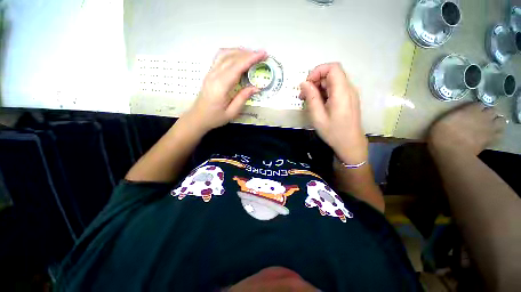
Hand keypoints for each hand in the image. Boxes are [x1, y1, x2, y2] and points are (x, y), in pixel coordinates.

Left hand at [184, 48, 267, 131]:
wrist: (198, 117)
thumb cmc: (215, 117)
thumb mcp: (231, 113)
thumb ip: (243, 99)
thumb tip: (256, 88)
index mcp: (221, 86)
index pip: (237, 67)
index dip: (250, 59)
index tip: (263, 54)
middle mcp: (214, 75)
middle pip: (232, 58)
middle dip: (248, 54)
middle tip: (261, 55)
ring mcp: (210, 72)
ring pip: (225, 54)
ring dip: (240, 51)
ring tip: (252, 54)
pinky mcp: (209, 73)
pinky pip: (220, 57)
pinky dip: (231, 53)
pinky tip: (238, 56)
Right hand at [300, 63, 367, 164]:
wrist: (350, 144)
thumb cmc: (333, 132)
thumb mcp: (318, 116)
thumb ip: (311, 98)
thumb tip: (304, 83)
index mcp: (342, 92)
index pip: (332, 68)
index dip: (317, 71)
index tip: (306, 85)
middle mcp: (348, 89)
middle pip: (331, 74)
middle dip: (315, 81)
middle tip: (303, 96)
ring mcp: (349, 94)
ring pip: (332, 82)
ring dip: (318, 88)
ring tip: (308, 102)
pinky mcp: (348, 99)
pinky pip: (335, 90)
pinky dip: (324, 93)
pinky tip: (317, 104)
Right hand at [428, 102, 506, 155]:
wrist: (452, 151)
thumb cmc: (442, 134)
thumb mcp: (443, 121)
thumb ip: (455, 116)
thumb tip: (459, 115)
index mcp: (471, 109)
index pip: (478, 104)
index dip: (474, 108)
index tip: (469, 112)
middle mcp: (484, 115)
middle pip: (492, 110)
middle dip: (488, 113)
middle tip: (480, 118)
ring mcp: (490, 128)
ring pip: (500, 120)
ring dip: (495, 122)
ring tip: (489, 125)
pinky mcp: (492, 139)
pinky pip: (499, 134)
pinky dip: (497, 133)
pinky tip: (490, 135)